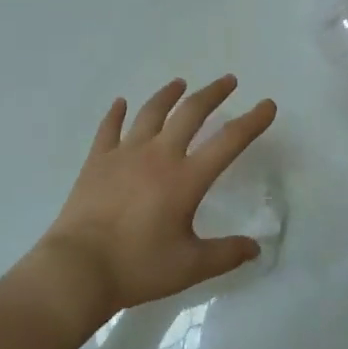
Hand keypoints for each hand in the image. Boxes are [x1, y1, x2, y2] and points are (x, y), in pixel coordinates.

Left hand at [25, 75, 276, 329]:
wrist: (79, 268)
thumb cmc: (138, 267)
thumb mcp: (190, 267)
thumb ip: (226, 254)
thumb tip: (255, 247)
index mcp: (185, 179)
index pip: (228, 142)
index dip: (252, 122)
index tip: (267, 104)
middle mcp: (158, 156)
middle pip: (190, 113)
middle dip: (213, 94)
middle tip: (228, 80)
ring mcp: (124, 154)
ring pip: (151, 113)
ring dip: (168, 94)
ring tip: (180, 83)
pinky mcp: (97, 161)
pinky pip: (109, 128)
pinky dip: (117, 113)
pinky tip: (121, 102)